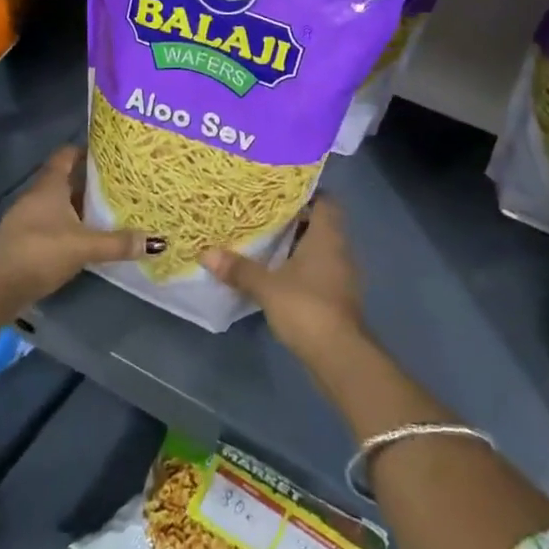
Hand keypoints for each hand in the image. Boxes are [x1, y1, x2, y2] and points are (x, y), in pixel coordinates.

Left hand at [0, 147, 160, 307]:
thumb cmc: (39, 252)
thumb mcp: (84, 246)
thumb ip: (118, 243)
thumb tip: (157, 241)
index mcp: (49, 186)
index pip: (67, 155)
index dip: (86, 150)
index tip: (111, 152)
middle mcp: (38, 196)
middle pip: (67, 180)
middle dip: (92, 181)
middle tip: (122, 183)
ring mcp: (30, 219)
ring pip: (62, 204)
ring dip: (83, 207)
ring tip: (114, 209)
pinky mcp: (28, 241)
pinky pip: (56, 225)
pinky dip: (73, 227)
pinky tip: (91, 237)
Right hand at [204, 198, 364, 357]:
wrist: (339, 355)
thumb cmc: (306, 307)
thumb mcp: (266, 286)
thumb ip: (239, 269)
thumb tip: (206, 253)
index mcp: (327, 236)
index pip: (325, 201)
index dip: (306, 194)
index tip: (279, 193)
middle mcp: (340, 249)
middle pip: (321, 224)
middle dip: (295, 220)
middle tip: (263, 216)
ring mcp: (342, 275)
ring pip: (320, 249)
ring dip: (297, 246)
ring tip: (265, 242)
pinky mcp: (338, 297)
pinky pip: (319, 270)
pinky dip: (301, 268)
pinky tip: (278, 274)